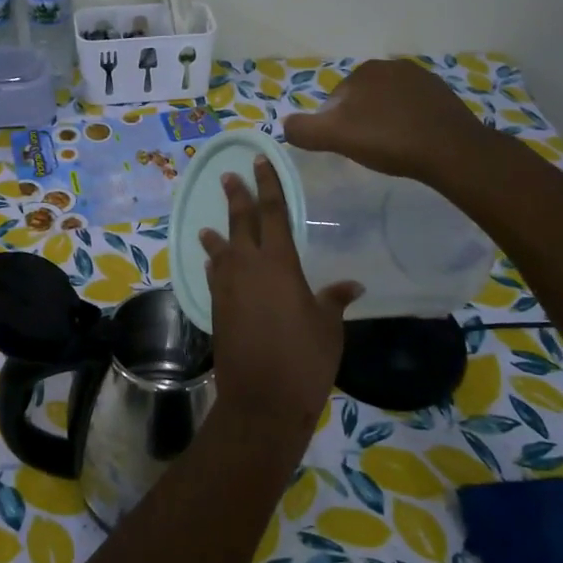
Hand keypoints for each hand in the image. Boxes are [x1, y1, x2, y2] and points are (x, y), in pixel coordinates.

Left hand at [199, 155, 359, 434]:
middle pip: (240, 223)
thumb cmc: (303, 360)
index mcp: (279, 264)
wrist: (261, 400)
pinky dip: (215, 265)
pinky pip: (215, 276)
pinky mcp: (217, 309)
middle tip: (229, 176)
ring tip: (210, 224)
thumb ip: (334, 300)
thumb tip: (352, 285)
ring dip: (217, 234)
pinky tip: (214, 264)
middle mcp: (247, 268)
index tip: (259, 162)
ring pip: (221, 250)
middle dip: (236, 197)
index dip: (267, 185)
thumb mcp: (328, 327)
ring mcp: (227, 288)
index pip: (272, 213)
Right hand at [282, 58, 488, 182]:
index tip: (346, 146)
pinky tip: (411, 143)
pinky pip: (412, 108)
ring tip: (390, 148)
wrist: (451, 150)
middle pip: (362, 100)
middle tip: (367, 149)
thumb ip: (304, 130)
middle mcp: (393, 66)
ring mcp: (422, 78)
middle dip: (360, 121)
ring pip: (387, 103)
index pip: (335, 100)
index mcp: (365, 70)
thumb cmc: (388, 140)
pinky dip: (406, 123)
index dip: (334, 125)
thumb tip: (285, 125)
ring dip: (383, 122)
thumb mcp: (335, 137)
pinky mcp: (443, 95)